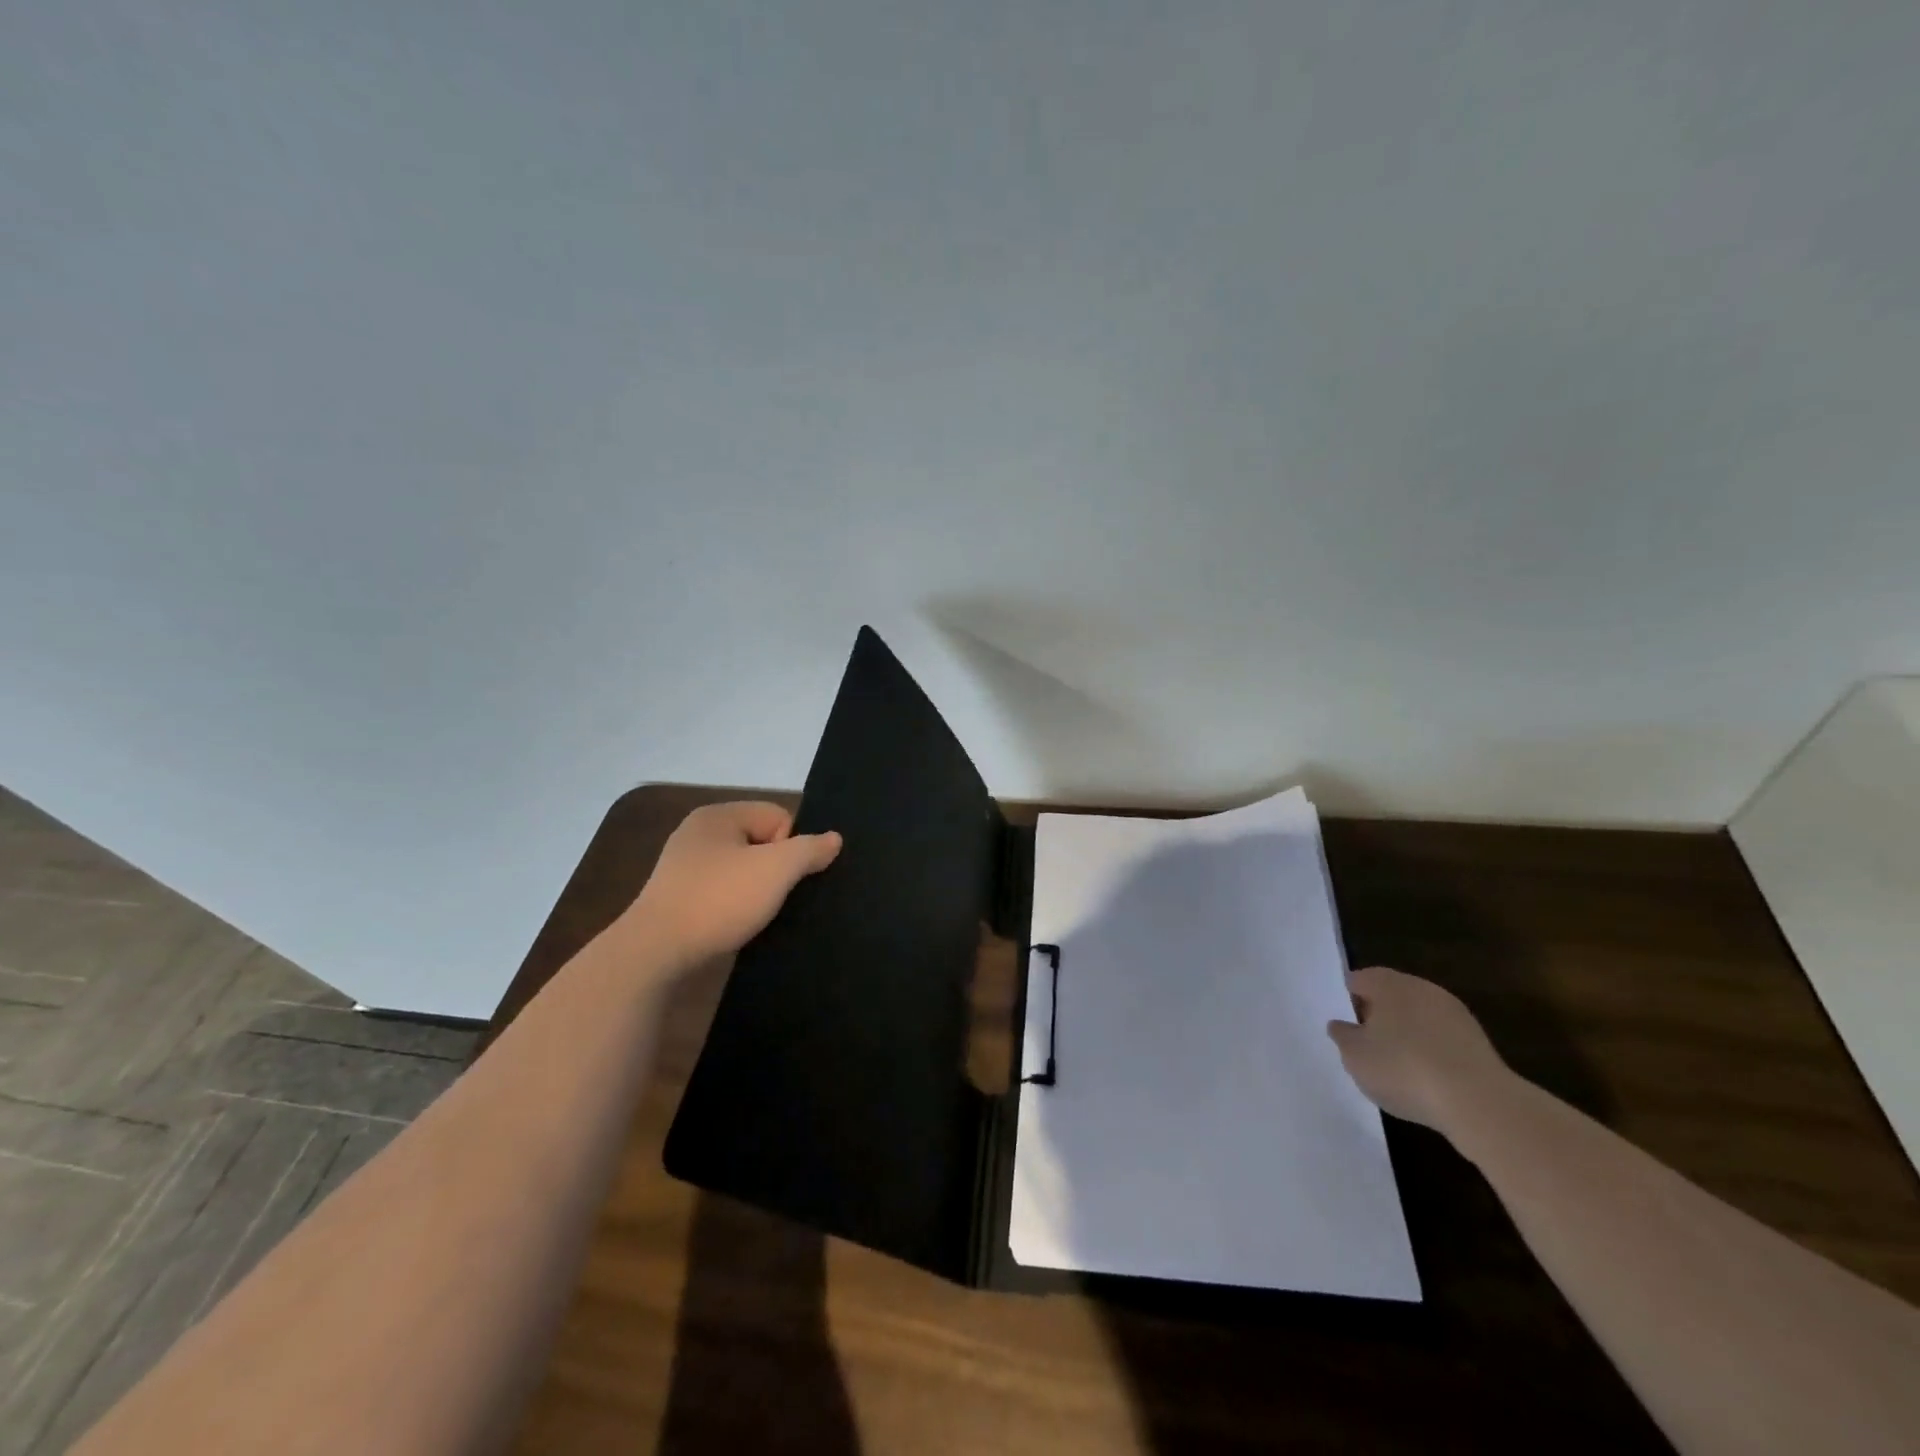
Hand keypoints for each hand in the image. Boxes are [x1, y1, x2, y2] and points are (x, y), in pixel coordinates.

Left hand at [625, 801, 841, 967]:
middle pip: (761, 842)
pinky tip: (736, 925)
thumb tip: (834, 838)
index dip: (790, 846)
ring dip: (755, 890)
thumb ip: (810, 850)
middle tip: (774, 897)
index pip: (778, 816)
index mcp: (718, 815)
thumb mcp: (776, 870)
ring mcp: (684, 867)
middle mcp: (698, 834)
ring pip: (742, 870)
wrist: (655, 953)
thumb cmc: (718, 899)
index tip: (780, 876)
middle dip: (774, 869)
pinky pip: (722, 893)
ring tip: (756, 915)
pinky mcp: (678, 899)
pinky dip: (734, 907)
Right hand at [1327, 966, 1512, 1134]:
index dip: (1348, 1001)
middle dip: (1378, 1016)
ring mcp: (1454, 1013)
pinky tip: (1426, 1078)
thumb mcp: (1355, 1056)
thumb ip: (1342, 1036)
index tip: (1345, 1028)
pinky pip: (1441, 1038)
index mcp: (1387, 983)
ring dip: (1406, 1034)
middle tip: (1367, 1046)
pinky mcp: (1478, 1041)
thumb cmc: (1403, 1070)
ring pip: (1418, 1017)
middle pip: (1390, 996)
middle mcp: (1421, 988)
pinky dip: (1431, 1051)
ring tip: (1397, 1067)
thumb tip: (1341, 1025)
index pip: (1358, 980)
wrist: (1479, 1103)